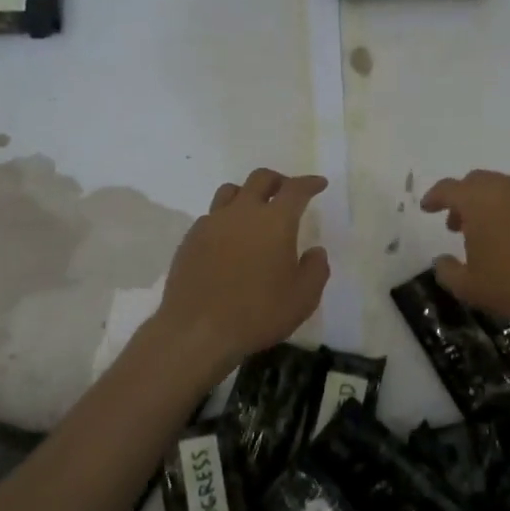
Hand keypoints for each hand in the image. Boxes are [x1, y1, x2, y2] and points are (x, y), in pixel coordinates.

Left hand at [154, 169, 329, 369]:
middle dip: (278, 180)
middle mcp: (242, 212)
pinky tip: (229, 240)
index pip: (295, 189)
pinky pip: (211, 216)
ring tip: (254, 211)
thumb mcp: (303, 298)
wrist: (197, 331)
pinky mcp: (190, 239)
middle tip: (287, 192)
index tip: (319, 184)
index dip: (309, 183)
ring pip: (231, 191)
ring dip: (247, 194)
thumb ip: (316, 269)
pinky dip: (226, 219)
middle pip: (260, 178)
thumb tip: (315, 251)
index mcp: (275, 221)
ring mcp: (212, 223)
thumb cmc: (258, 313)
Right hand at [420, 170, 509, 339]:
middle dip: (461, 198)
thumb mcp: (469, 286)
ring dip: (485, 204)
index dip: (434, 197)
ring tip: (481, 235)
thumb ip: (447, 271)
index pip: (449, 188)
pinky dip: (506, 212)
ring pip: (500, 189)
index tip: (427, 208)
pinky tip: (508, 241)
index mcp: (478, 200)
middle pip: (476, 182)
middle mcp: (504, 190)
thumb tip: (441, 260)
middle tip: (454, 224)